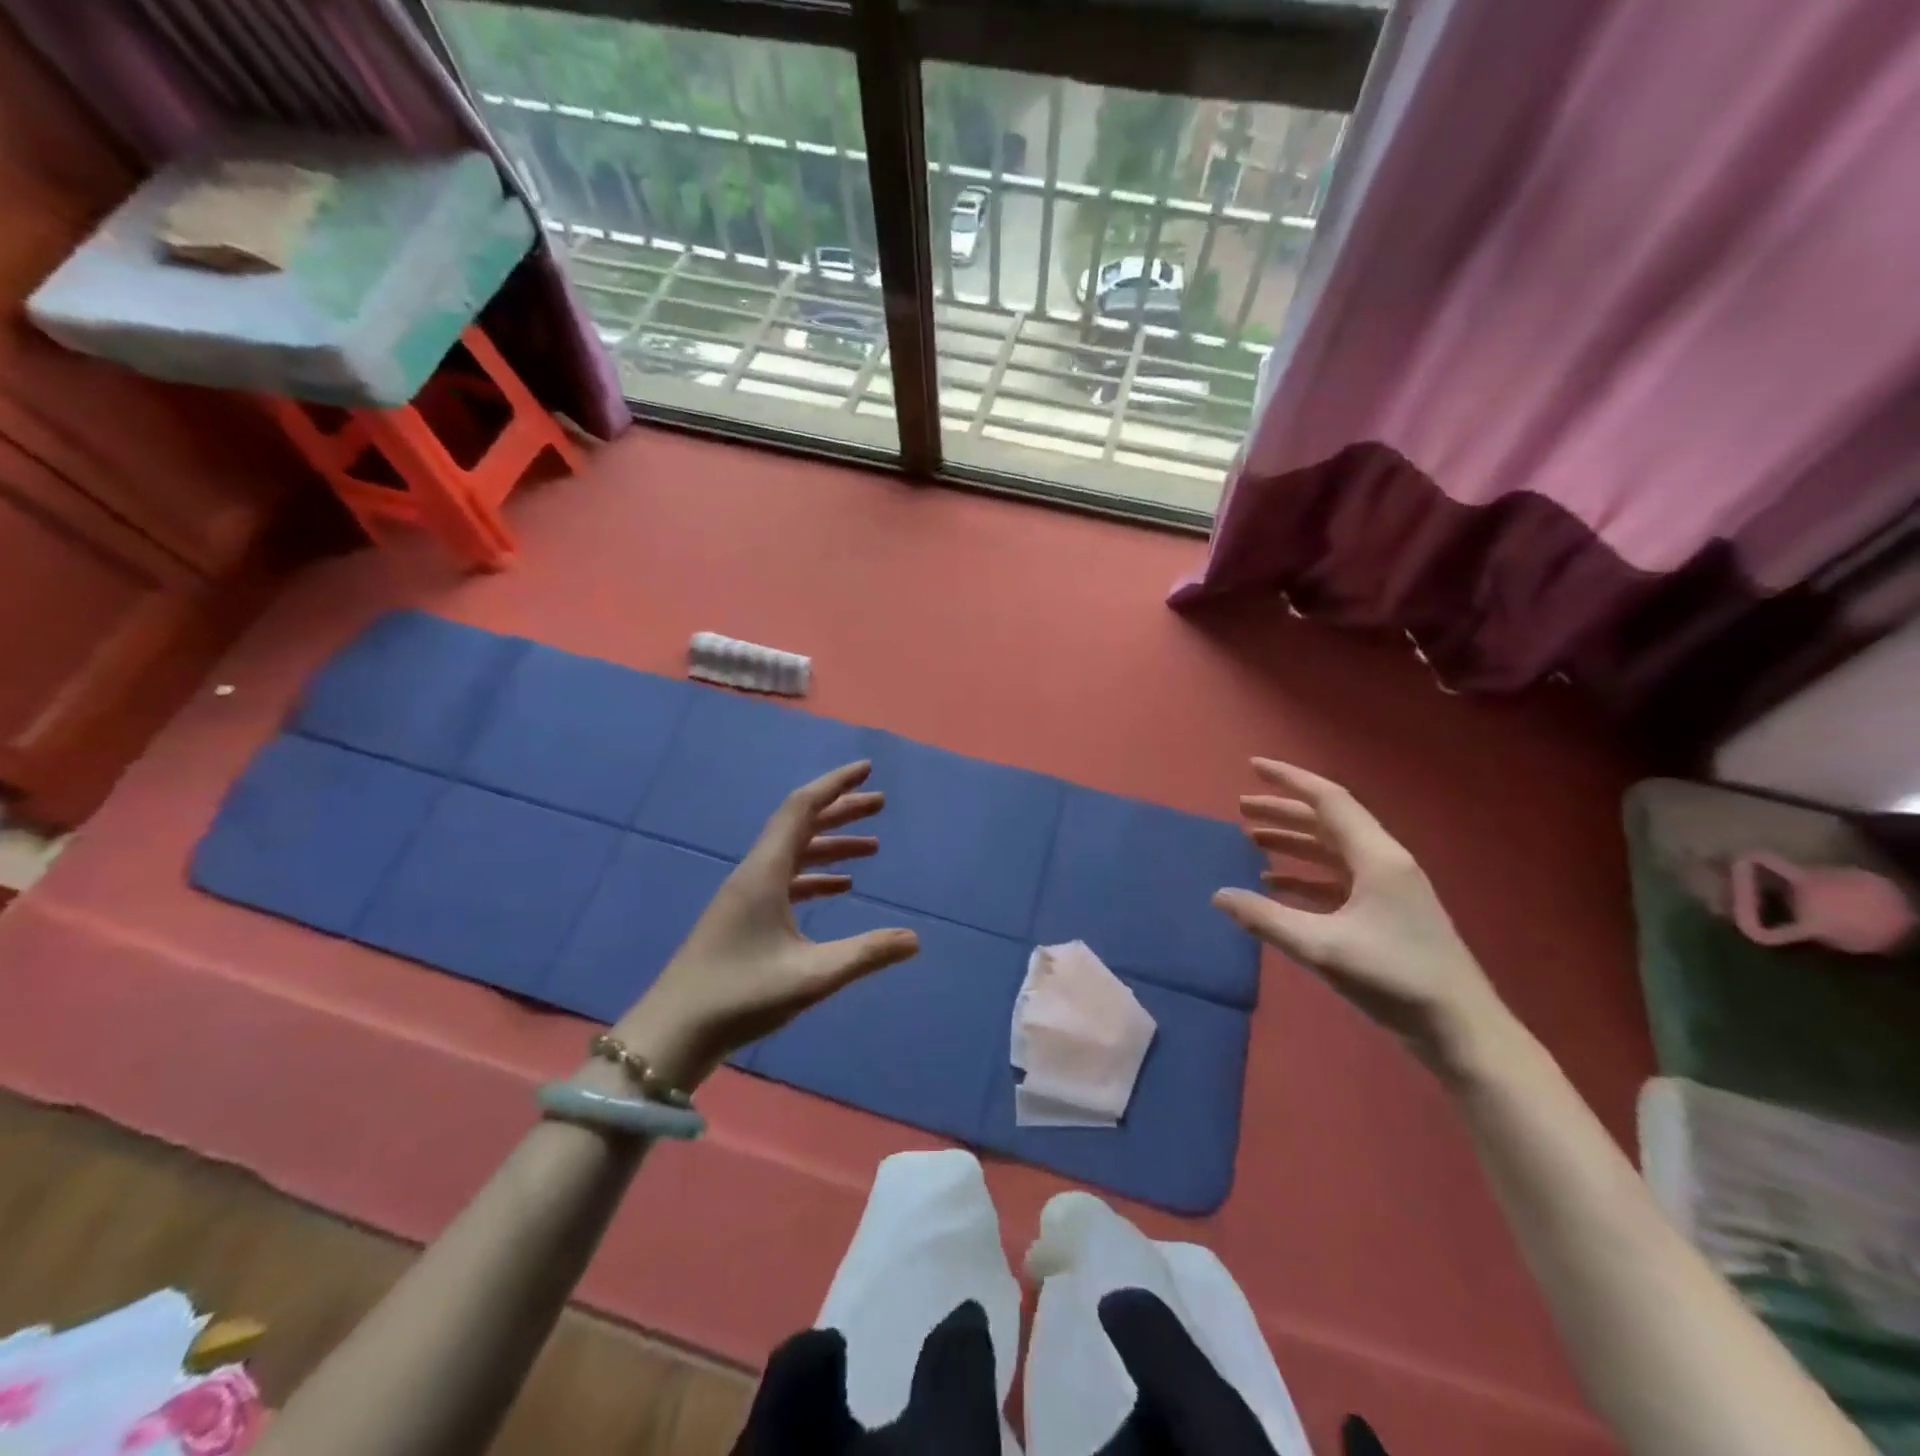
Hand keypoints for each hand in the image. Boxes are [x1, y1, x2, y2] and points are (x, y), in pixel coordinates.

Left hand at [611, 761, 919, 1090]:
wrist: (672, 1033)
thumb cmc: (739, 996)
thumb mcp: (810, 977)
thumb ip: (865, 955)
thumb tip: (915, 939)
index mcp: (764, 873)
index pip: (801, 809)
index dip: (834, 785)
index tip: (866, 769)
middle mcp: (754, 874)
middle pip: (800, 826)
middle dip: (840, 811)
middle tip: (880, 804)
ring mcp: (746, 896)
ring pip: (795, 854)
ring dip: (832, 846)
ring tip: (873, 848)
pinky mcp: (744, 918)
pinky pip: (787, 881)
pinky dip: (816, 876)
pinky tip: (841, 889)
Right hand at [1212, 758, 1510, 1076]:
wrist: (1462, 1030)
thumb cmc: (1395, 978)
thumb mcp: (1322, 947)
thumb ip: (1266, 918)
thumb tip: (1218, 895)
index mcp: (1377, 857)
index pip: (1328, 800)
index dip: (1289, 779)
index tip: (1252, 766)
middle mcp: (1384, 862)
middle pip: (1327, 822)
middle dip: (1283, 812)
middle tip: (1241, 809)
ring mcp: (1387, 888)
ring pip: (1331, 851)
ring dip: (1293, 843)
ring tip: (1252, 840)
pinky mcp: (1386, 913)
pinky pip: (1337, 879)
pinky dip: (1305, 875)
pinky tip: (1276, 884)